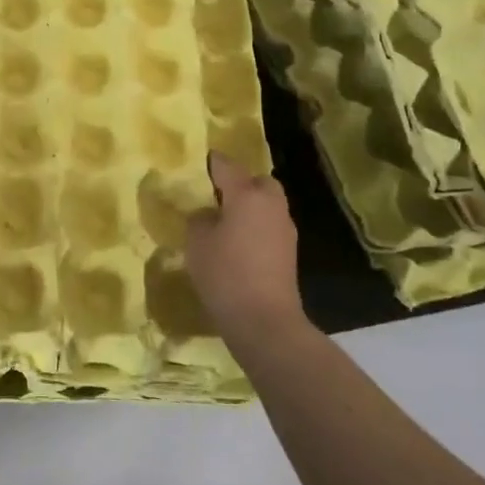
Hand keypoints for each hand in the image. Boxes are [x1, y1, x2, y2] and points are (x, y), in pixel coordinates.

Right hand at [185, 153, 307, 348]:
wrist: (265, 321)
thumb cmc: (226, 274)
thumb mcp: (197, 243)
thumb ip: (200, 219)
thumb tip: (209, 214)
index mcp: (247, 194)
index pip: (226, 165)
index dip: (210, 163)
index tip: (195, 166)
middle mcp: (271, 204)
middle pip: (257, 181)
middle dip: (239, 184)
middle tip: (216, 199)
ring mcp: (285, 229)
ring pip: (266, 204)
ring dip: (249, 207)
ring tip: (225, 224)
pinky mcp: (289, 252)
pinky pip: (269, 226)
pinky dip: (256, 228)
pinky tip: (238, 246)